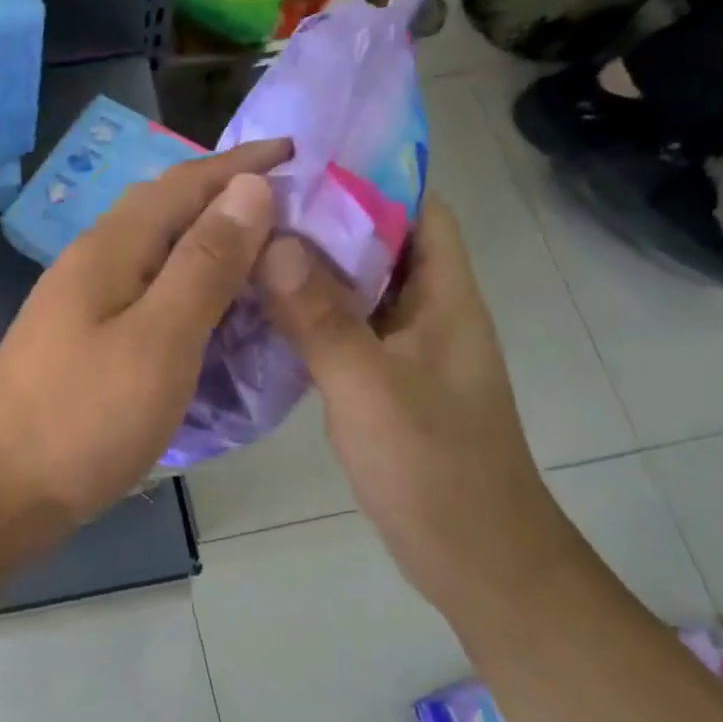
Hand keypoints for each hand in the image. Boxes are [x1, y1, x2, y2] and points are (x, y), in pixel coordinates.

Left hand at [0, 138, 288, 548]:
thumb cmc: (82, 419)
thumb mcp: (159, 340)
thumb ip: (205, 264)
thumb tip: (249, 188)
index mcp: (110, 249)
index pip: (184, 183)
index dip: (241, 164)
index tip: (297, 151)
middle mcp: (91, 264)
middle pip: (165, 212)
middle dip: (227, 200)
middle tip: (291, 211)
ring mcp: (81, 306)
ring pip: (155, 256)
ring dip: (208, 247)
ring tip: (263, 259)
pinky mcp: (82, 344)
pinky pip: (146, 297)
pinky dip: (188, 293)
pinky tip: (211, 315)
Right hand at [259, 198, 555, 594]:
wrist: (477, 561)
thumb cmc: (435, 470)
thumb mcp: (370, 389)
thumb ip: (322, 317)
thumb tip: (272, 241)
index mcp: (445, 298)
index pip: (418, 209)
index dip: (368, 177)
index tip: (302, 161)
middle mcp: (429, 313)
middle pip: (379, 244)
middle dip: (323, 219)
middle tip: (253, 203)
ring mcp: (406, 351)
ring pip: (355, 290)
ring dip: (310, 268)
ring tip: (245, 245)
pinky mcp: (385, 384)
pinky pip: (343, 331)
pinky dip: (306, 315)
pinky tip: (258, 314)